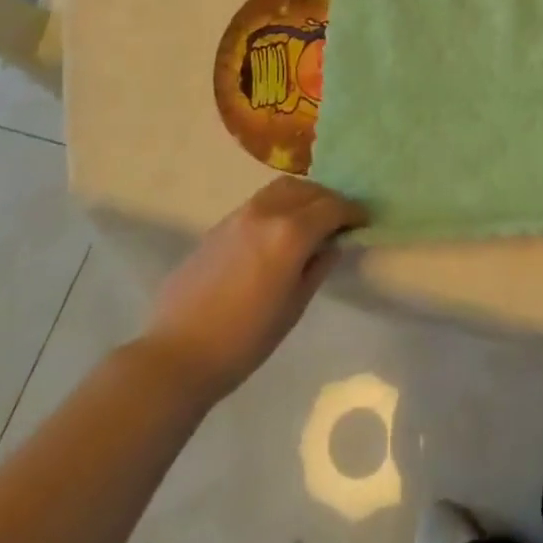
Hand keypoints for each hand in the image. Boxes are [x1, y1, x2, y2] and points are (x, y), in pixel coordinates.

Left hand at [143, 176, 366, 403]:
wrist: (178, 353)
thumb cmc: (244, 340)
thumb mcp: (293, 308)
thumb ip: (316, 269)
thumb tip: (331, 245)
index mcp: (290, 234)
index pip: (331, 208)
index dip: (352, 212)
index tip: (363, 220)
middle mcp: (266, 213)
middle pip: (307, 190)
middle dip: (328, 200)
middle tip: (339, 219)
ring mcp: (239, 215)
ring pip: (281, 189)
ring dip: (303, 197)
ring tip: (310, 219)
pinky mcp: (219, 225)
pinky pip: (259, 202)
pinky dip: (279, 205)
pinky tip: (278, 231)